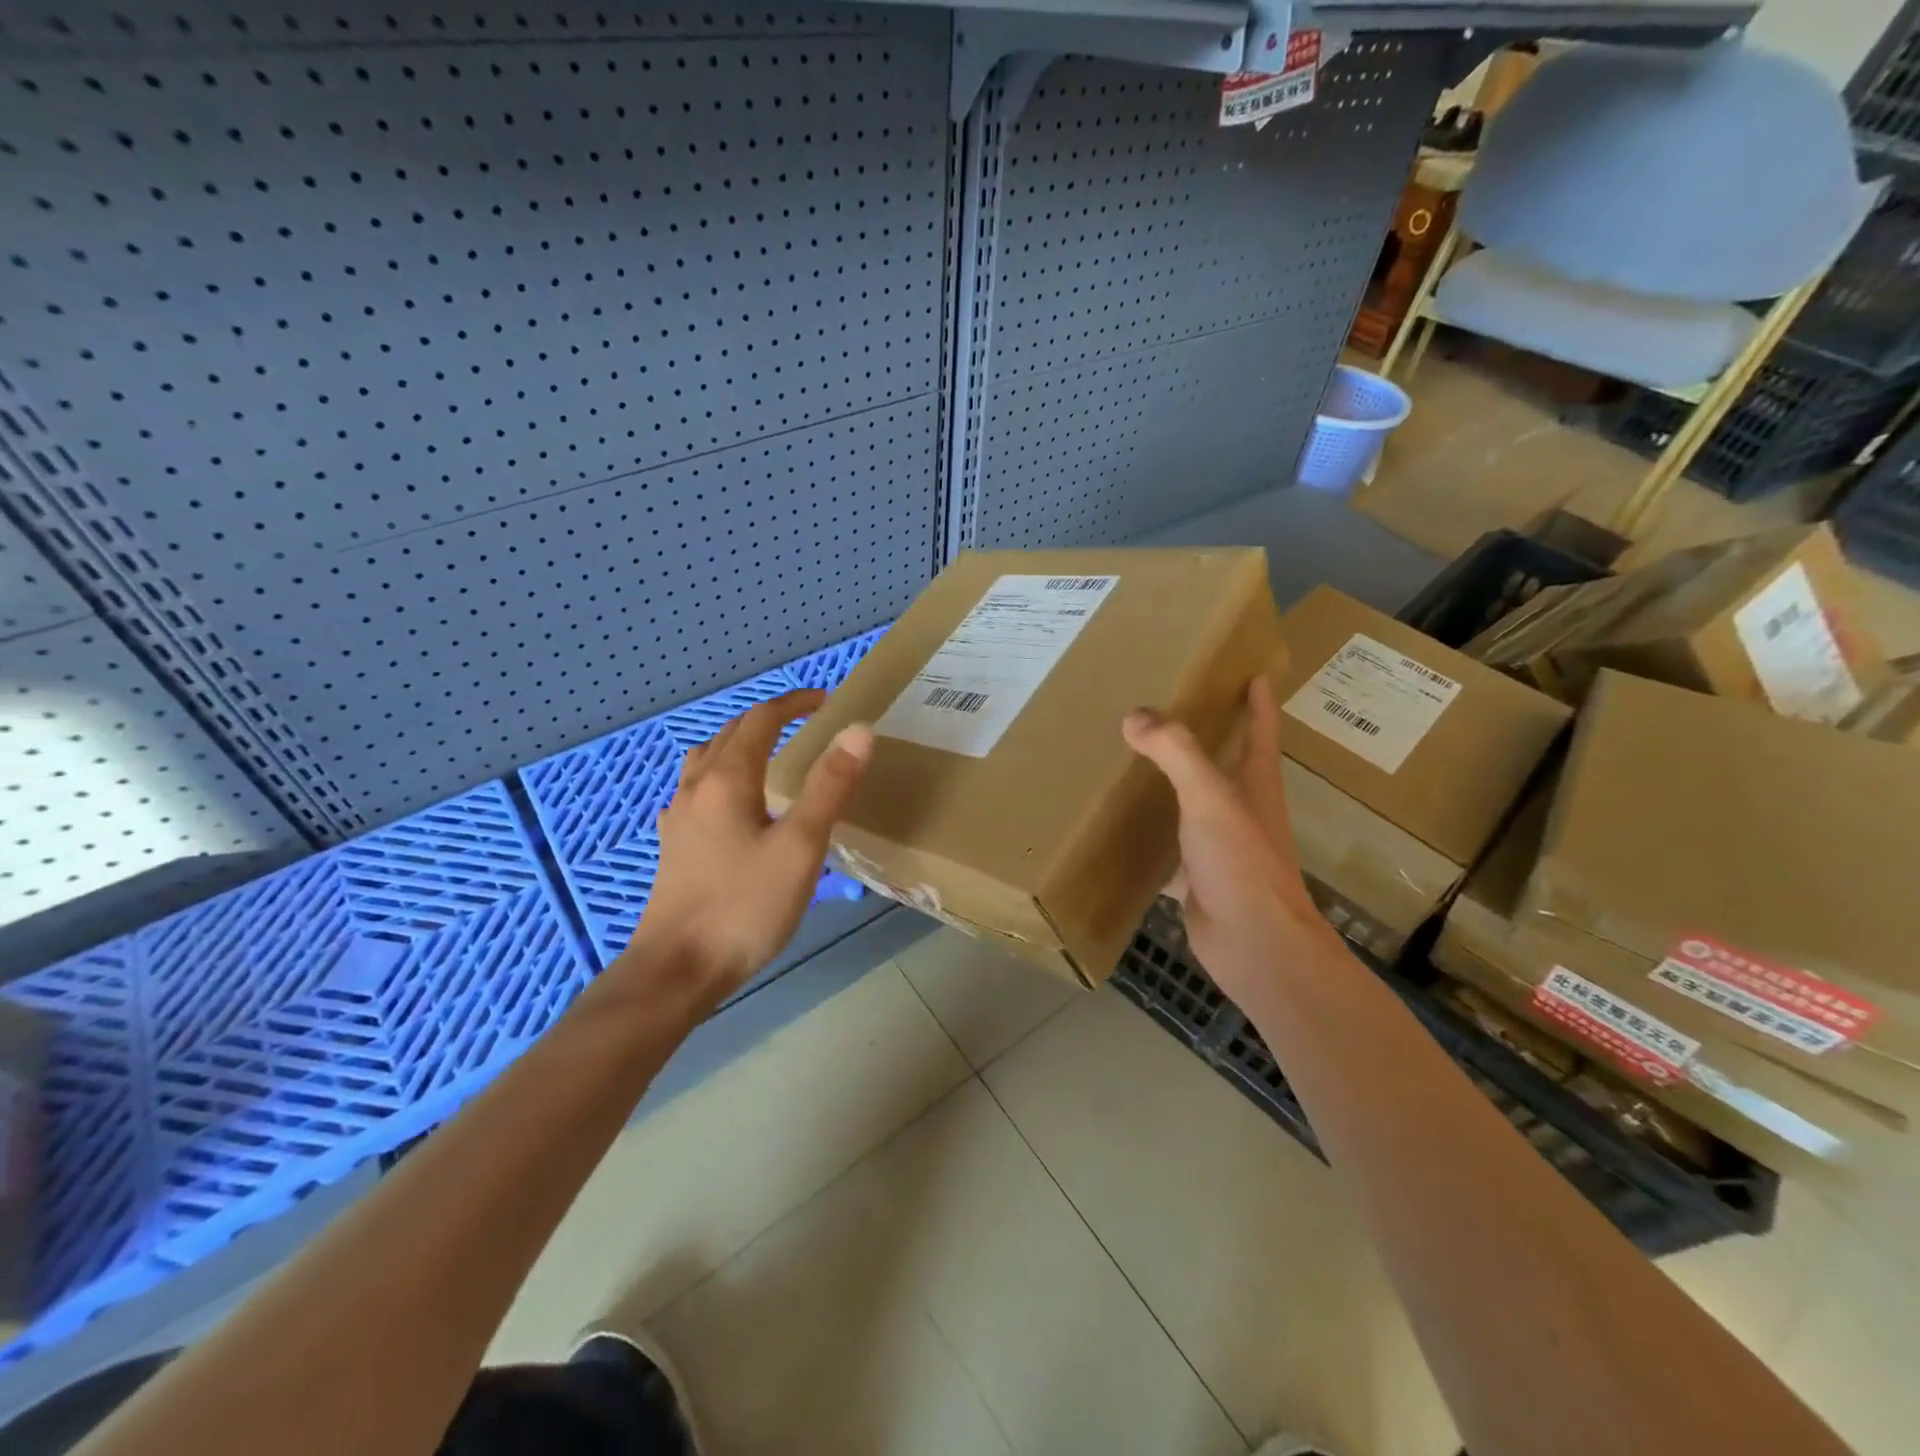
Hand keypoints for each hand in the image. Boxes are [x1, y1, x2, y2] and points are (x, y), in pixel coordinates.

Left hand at [614, 689, 871, 1013]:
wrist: (677, 970)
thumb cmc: (745, 906)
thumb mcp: (801, 846)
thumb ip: (829, 786)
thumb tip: (858, 730)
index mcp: (727, 779)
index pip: (761, 719)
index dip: (793, 703)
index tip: (825, 701)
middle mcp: (697, 787)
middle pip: (730, 733)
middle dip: (769, 718)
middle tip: (805, 722)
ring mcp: (679, 817)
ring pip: (707, 759)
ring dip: (739, 743)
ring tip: (769, 753)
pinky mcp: (675, 846)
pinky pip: (697, 790)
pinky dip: (722, 775)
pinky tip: (732, 804)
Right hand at [1122, 677, 1338, 1002]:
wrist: (1253, 944)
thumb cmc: (1242, 862)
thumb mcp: (1210, 797)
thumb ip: (1175, 752)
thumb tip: (1135, 715)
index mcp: (1255, 783)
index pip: (1261, 729)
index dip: (1258, 700)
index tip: (1250, 670)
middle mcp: (1241, 810)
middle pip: (1224, 763)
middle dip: (1205, 736)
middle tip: (1164, 707)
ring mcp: (1219, 846)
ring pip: (1190, 805)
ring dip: (1169, 784)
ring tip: (1130, 758)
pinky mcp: (1195, 877)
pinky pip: (1165, 847)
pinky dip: (1144, 836)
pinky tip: (1115, 826)